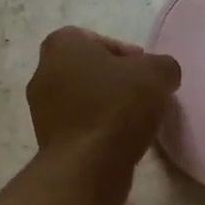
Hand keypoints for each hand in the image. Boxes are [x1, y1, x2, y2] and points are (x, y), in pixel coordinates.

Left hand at [26, 27, 181, 172]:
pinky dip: (97, 128)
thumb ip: (163, 65)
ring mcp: (41, 108)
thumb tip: (162, 75)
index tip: (145, 73)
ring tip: (135, 121)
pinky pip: (78, 125)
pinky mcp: (47, 139)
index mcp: (61, 45)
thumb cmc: (117, 107)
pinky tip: (120, 140)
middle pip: (88, 69)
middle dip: (115, 80)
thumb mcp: (157, 74)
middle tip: (142, 94)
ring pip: (82, 98)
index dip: (125, 53)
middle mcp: (43, 72)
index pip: (95, 38)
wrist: (87, 166)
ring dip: (106, 106)